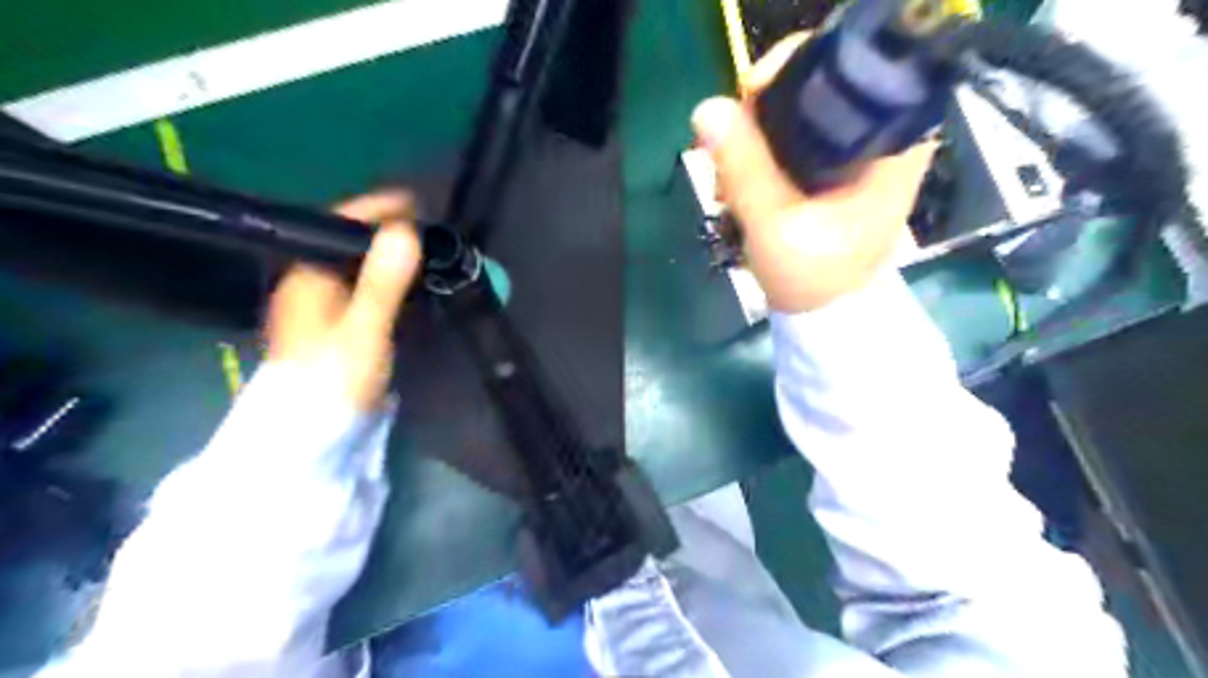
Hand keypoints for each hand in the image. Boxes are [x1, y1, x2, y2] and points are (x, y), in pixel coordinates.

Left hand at [264, 190, 420, 413]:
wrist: (310, 437)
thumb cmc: (333, 379)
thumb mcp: (364, 329)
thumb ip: (383, 281)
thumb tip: (406, 230)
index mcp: (306, 276)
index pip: (337, 224)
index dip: (376, 210)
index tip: (415, 204)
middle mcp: (308, 285)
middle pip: (347, 244)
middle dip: (387, 233)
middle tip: (429, 233)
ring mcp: (320, 308)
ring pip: (357, 268)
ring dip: (389, 259)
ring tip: (427, 255)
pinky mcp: (334, 328)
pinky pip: (363, 290)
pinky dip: (387, 283)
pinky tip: (409, 289)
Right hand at [688, 31, 931, 311]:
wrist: (827, 316)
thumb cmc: (815, 278)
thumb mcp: (775, 225)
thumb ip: (745, 168)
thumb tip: (707, 109)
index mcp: (891, 144)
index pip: (847, 70)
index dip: (791, 71)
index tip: (747, 98)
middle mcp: (884, 137)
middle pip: (820, 86)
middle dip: (765, 110)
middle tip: (730, 148)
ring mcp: (862, 152)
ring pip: (803, 112)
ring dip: (758, 135)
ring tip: (731, 178)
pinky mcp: (840, 168)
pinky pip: (797, 137)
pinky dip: (765, 152)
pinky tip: (743, 181)